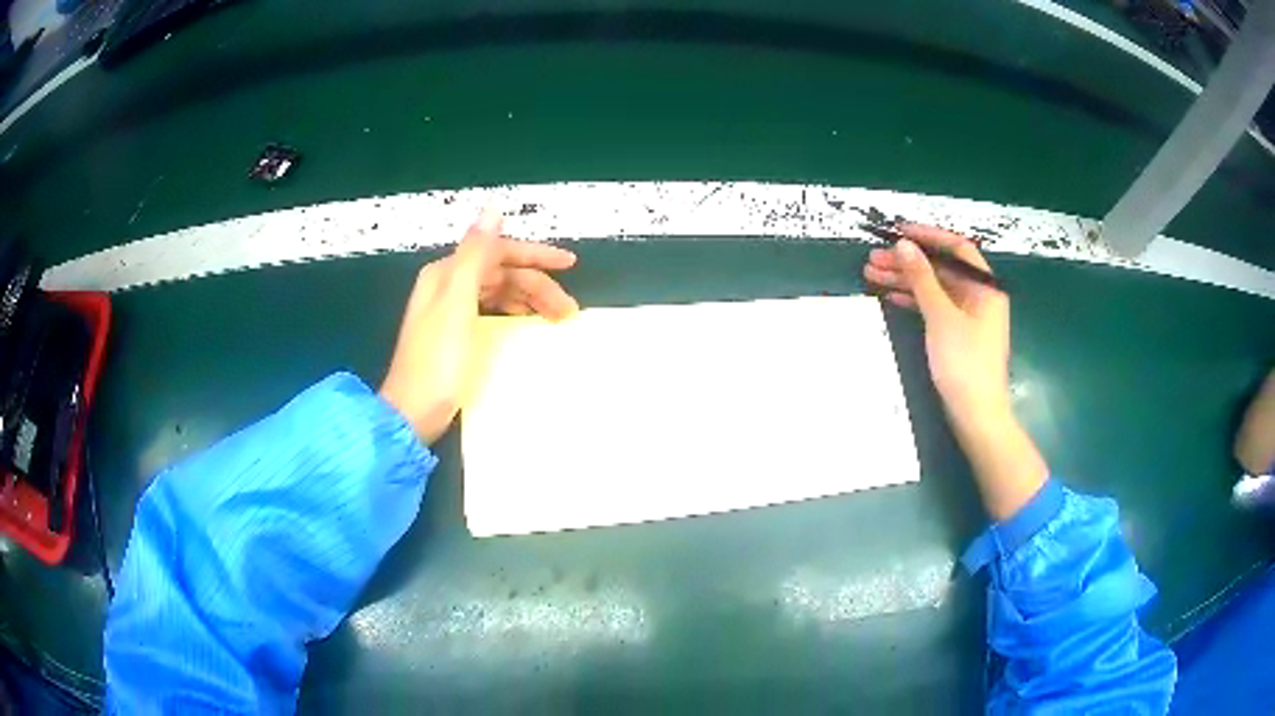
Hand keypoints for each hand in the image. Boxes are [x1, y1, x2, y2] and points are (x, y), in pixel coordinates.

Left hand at [380, 207, 577, 443]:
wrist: (412, 413)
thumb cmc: (437, 361)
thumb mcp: (457, 303)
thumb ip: (475, 255)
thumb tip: (492, 208)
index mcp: (447, 273)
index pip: (498, 251)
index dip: (535, 255)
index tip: (571, 265)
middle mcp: (448, 285)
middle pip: (501, 273)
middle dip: (538, 285)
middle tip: (569, 309)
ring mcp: (450, 311)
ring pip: (499, 293)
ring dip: (529, 300)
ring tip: (557, 318)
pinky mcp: (455, 334)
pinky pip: (493, 311)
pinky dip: (514, 313)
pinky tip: (528, 324)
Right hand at [863, 224, 1009, 429]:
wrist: (976, 414)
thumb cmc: (964, 363)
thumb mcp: (941, 317)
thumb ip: (922, 278)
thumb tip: (903, 244)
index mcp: (984, 286)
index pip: (956, 248)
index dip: (927, 236)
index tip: (897, 233)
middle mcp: (978, 296)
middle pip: (941, 268)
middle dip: (908, 261)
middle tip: (874, 258)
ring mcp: (968, 316)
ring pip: (934, 288)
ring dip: (906, 280)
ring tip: (872, 274)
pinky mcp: (957, 334)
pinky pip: (934, 307)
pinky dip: (914, 301)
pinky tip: (890, 296)